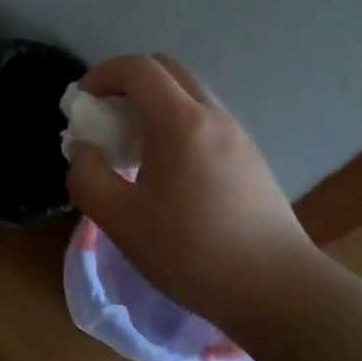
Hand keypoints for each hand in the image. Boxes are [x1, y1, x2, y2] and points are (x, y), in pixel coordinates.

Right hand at [65, 54, 318, 331]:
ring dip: (152, 102)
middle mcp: (212, 115)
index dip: (102, 75)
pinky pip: (204, 118)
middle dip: (127, 82)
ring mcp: (237, 134)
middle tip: (105, 117)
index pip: (137, 68)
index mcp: (181, 122)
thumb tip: (84, 150)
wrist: (279, 292)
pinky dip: (175, 122)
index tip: (82, 104)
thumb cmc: (193, 253)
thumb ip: (87, 177)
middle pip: (165, 69)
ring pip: (188, 92)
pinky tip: (167, 170)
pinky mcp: (250, 157)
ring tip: (132, 146)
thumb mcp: (121, 221)